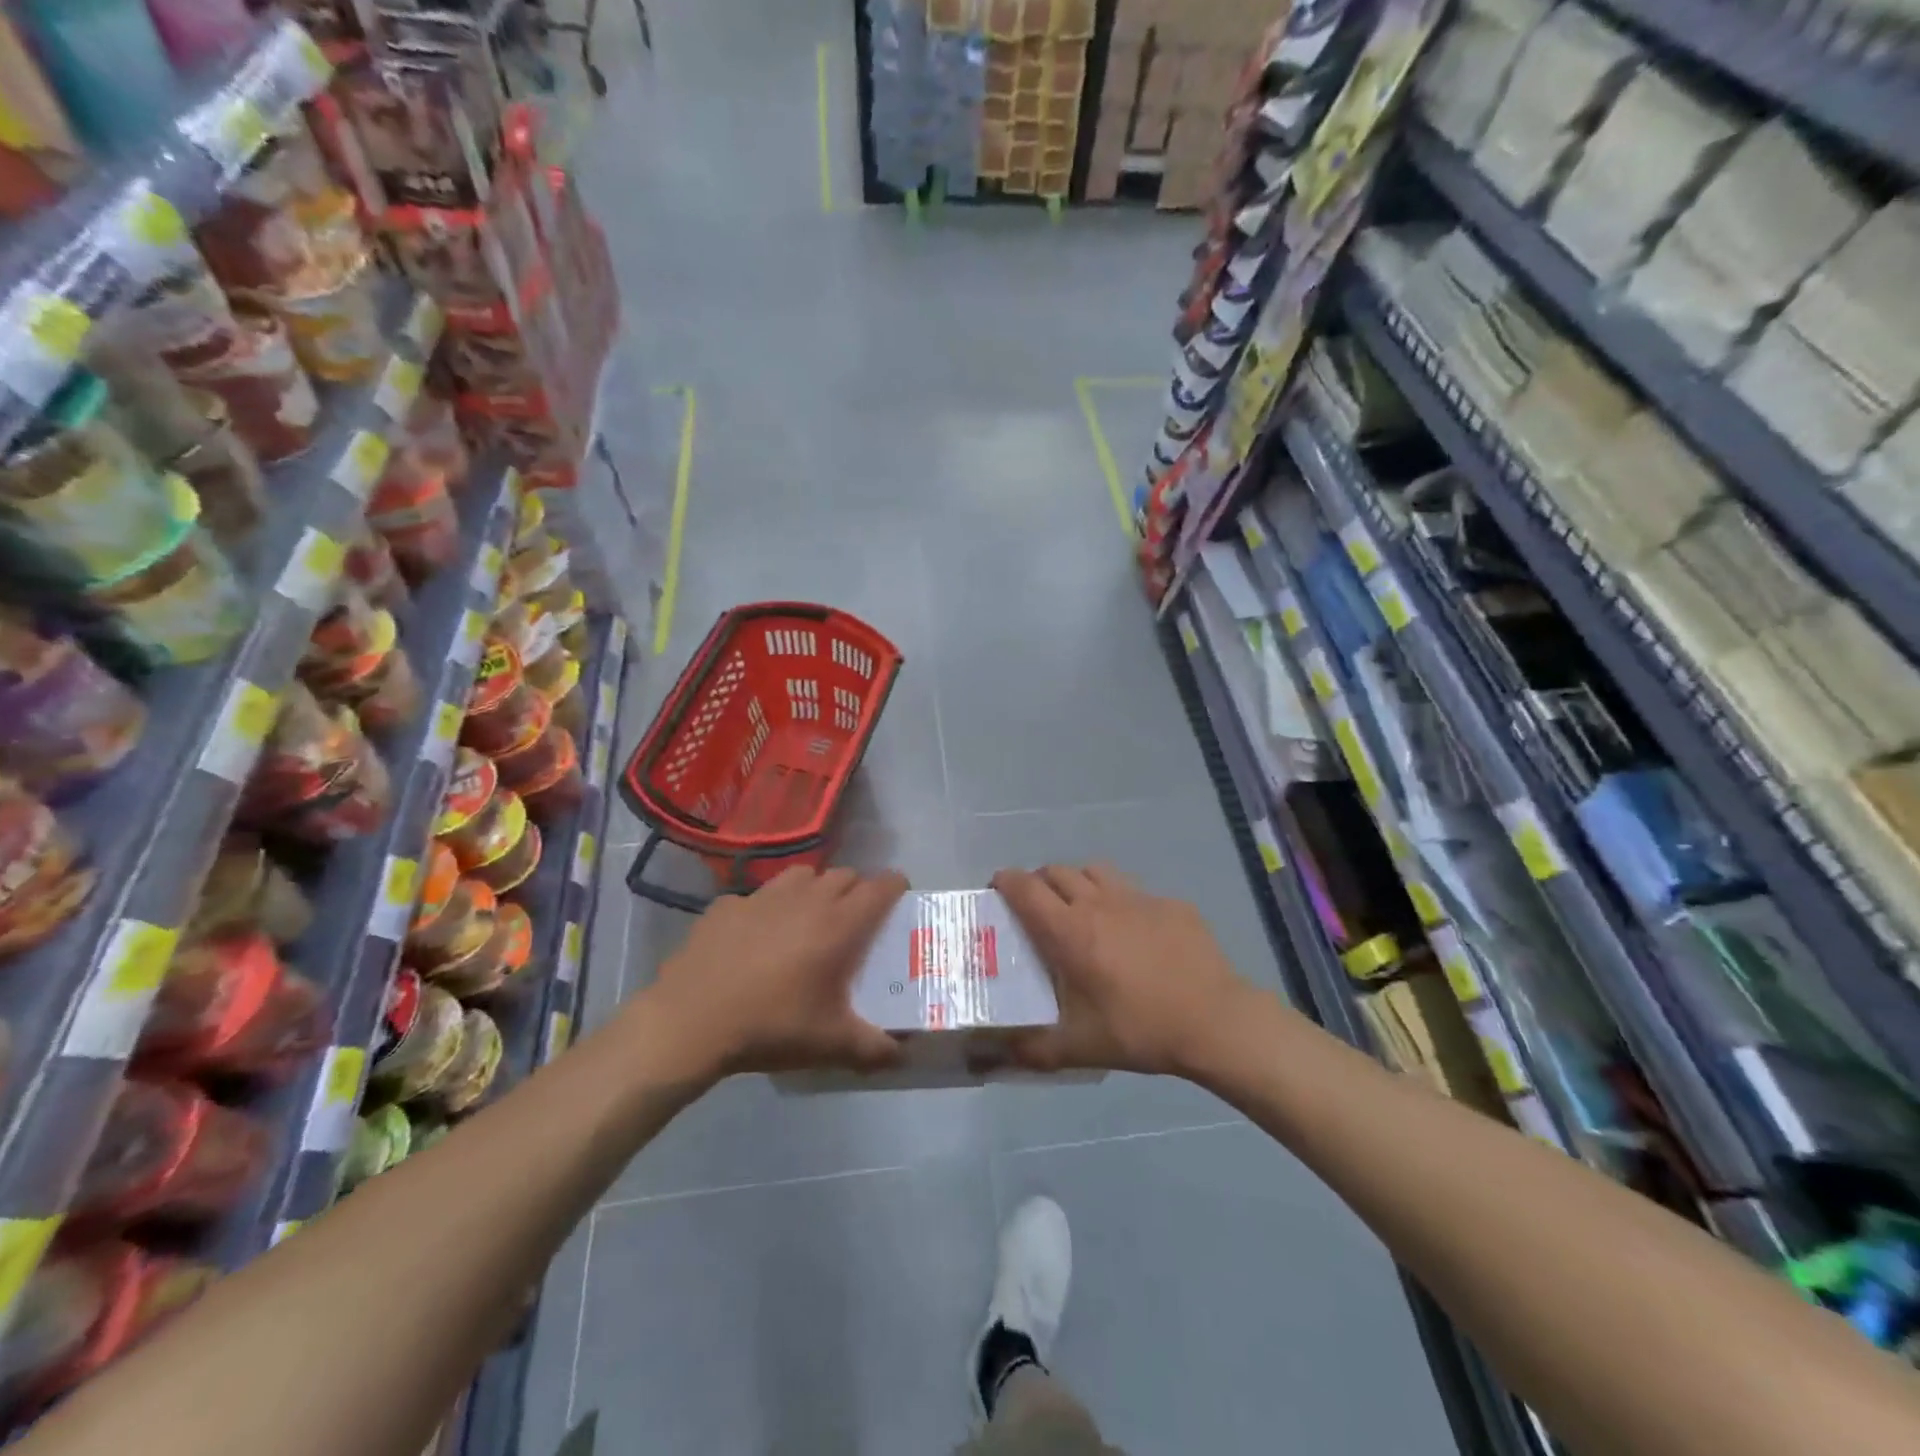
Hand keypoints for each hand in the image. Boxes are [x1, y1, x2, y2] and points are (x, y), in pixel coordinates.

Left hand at [644, 866, 908, 1078]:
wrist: (690, 1022)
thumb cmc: (771, 1026)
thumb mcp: (829, 1045)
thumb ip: (873, 1048)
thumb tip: (902, 1054)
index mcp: (838, 924)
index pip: (879, 887)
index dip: (895, 886)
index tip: (899, 896)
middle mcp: (805, 899)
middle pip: (844, 875)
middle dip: (856, 890)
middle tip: (854, 919)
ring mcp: (762, 896)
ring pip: (802, 875)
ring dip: (814, 888)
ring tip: (808, 917)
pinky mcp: (726, 904)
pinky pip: (757, 896)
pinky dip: (767, 908)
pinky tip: (755, 937)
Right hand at [993, 864, 1258, 1076]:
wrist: (1215, 1020)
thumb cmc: (1140, 1029)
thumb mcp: (1080, 1048)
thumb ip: (1033, 1049)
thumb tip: (997, 1053)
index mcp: (1070, 931)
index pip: (1025, 888)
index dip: (1005, 882)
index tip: (997, 890)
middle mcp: (1098, 903)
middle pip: (1056, 871)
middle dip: (1038, 882)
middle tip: (1037, 908)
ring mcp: (1137, 898)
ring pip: (1094, 871)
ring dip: (1078, 882)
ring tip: (1081, 910)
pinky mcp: (1169, 903)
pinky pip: (1133, 890)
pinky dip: (1120, 901)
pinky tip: (1133, 933)